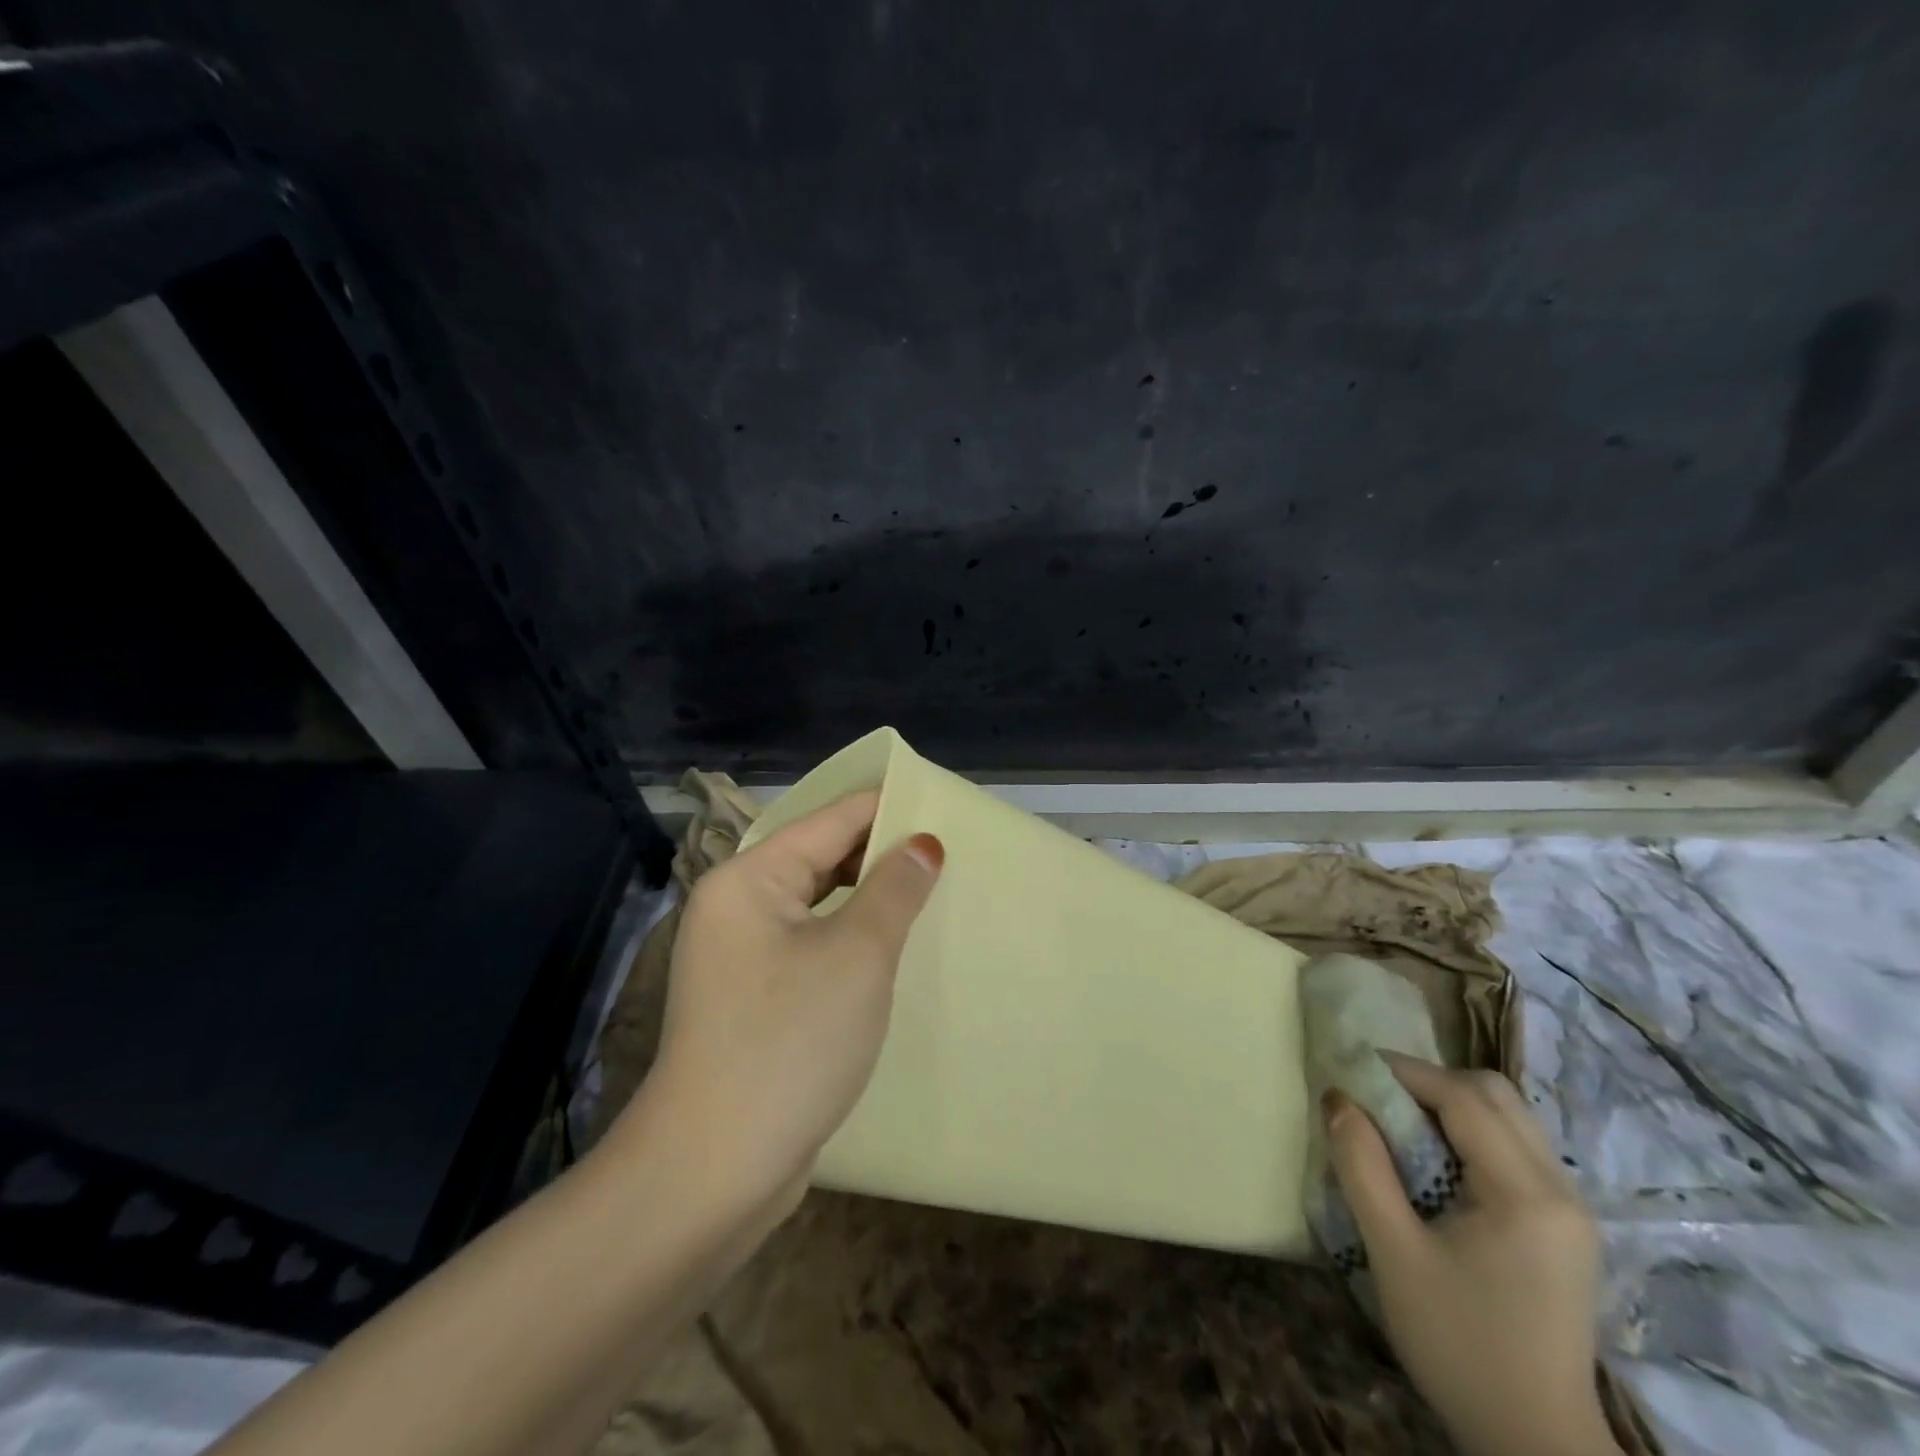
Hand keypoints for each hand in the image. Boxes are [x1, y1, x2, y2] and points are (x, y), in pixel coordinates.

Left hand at [635, 790, 941, 1214]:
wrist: (715, 1170)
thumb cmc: (790, 1041)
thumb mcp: (857, 954)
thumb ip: (894, 888)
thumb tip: (923, 843)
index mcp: (749, 879)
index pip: (830, 821)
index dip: (887, 808)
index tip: (943, 807)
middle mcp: (736, 908)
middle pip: (820, 860)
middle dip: (882, 855)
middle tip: (948, 854)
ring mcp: (740, 957)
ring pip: (818, 906)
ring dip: (869, 900)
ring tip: (931, 894)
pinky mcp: (753, 1000)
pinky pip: (811, 947)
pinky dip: (851, 940)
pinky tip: (893, 949)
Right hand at [1325, 1055, 1620, 1455]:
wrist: (1535, 1444)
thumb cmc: (1459, 1344)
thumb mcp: (1393, 1252)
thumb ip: (1362, 1165)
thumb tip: (1337, 1097)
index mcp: (1527, 1195)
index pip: (1464, 1098)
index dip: (1404, 1071)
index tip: (1352, 1069)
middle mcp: (1561, 1190)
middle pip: (1496, 1094)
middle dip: (1430, 1081)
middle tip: (1378, 1097)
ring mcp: (1571, 1210)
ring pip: (1510, 1116)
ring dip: (1451, 1104)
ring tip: (1400, 1125)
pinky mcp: (1565, 1227)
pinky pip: (1516, 1146)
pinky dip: (1470, 1132)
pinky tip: (1437, 1161)